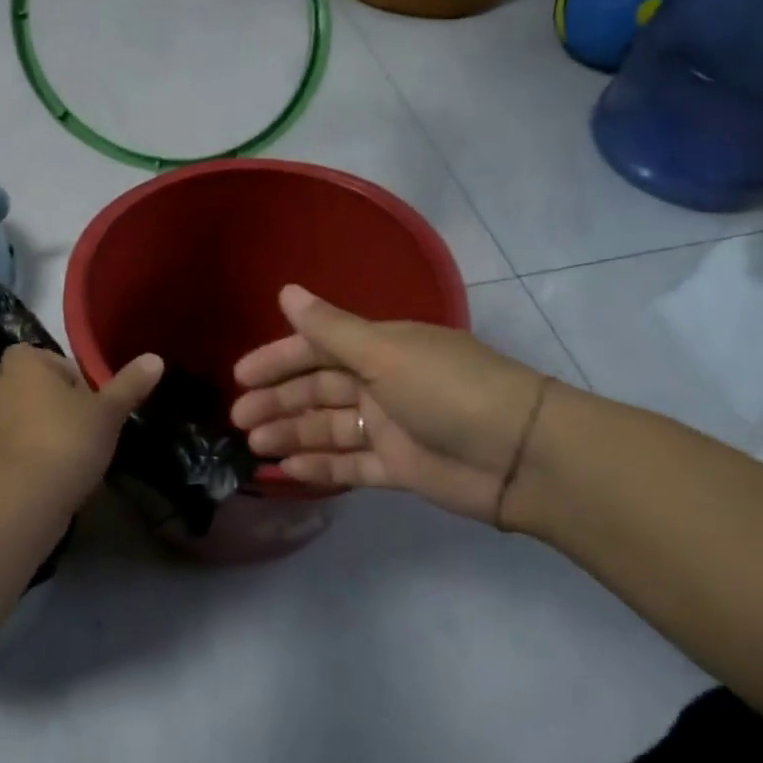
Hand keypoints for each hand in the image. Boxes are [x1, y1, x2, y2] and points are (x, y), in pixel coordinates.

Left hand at [0, 345, 163, 503]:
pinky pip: (2, 442)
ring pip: (0, 408)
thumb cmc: (68, 440)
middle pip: (4, 374)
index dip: (62, 370)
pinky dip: (17, 447)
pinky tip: (45, 464)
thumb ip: (129, 384)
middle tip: (59, 406)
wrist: (24, 497)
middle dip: (26, 385)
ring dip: (19, 416)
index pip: (40, 353)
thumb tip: (155, 358)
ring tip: (53, 435)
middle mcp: (1, 387)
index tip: (86, 392)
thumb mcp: (109, 412)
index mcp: (26, 365)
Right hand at [230, 285, 549, 525]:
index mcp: (380, 348)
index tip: (241, 375)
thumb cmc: (448, 390)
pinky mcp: (400, 466)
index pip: (317, 348)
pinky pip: (350, 465)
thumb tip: (286, 292)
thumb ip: (330, 330)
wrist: (523, 455)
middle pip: (317, 390)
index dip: (277, 359)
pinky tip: (288, 471)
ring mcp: (391, 426)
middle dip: (277, 401)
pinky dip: (320, 467)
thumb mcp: (385, 354)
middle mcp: (381, 383)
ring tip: (255, 446)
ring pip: (329, 427)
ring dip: (292, 433)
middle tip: (238, 419)